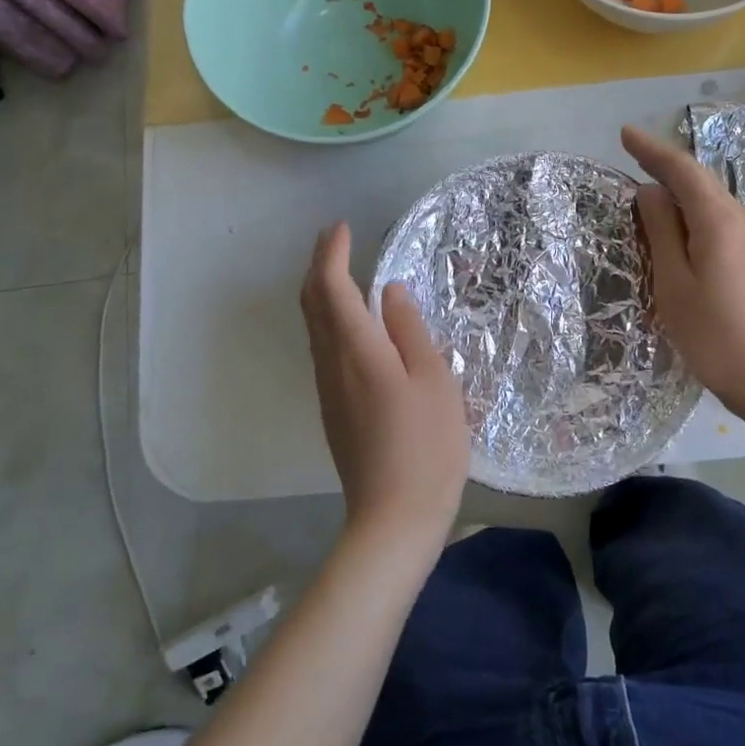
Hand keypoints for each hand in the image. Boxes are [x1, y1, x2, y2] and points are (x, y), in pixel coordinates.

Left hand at [301, 223, 470, 544]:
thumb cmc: (426, 446)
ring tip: (342, 270)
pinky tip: (351, 322)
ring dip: (321, 291)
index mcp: (358, 351)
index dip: (332, 253)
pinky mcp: (332, 409)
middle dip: (317, 265)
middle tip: (335, 239)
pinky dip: (329, 319)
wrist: (393, 518)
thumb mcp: (434, 381)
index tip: (341, 227)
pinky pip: (322, 347)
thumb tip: (390, 292)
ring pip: (312, 326)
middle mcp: (331, 364)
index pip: (331, 287)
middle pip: (310, 303)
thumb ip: (410, 331)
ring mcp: (328, 389)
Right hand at [622, 125, 744, 423]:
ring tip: (649, 190)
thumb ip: (660, 233)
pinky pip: (720, 221)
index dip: (652, 150)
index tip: (624, 134)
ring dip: (680, 190)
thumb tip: (650, 192)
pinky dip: (694, 213)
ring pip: (711, 201)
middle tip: (632, 156)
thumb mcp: (674, 284)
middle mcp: (741, 220)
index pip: (682, 170)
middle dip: (665, 165)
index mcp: (717, 221)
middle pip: (700, 181)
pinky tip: (679, 228)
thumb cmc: (716, 335)